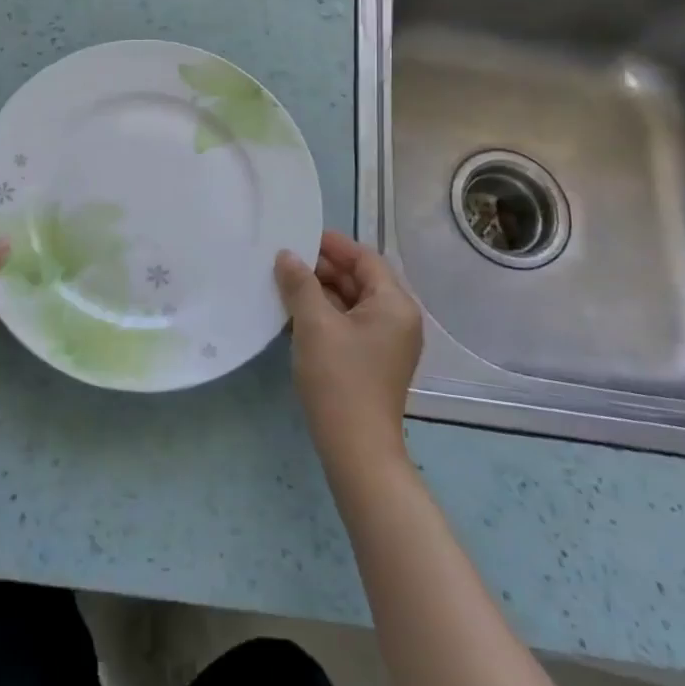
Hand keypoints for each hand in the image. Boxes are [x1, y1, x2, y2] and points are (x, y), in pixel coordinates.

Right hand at [275, 230, 423, 464]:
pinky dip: (327, 314)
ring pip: (353, 303)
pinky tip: (297, 312)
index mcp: (395, 305)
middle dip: (325, 268)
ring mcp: (388, 343)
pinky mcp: (374, 361)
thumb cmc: (339, 379)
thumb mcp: (314, 324)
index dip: (333, 245)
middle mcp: (399, 319)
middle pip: (361, 279)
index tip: (300, 236)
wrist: (356, 450)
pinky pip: (351, 324)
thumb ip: (300, 284)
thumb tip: (287, 255)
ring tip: (286, 282)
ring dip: (322, 291)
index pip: (366, 259)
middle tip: (287, 259)